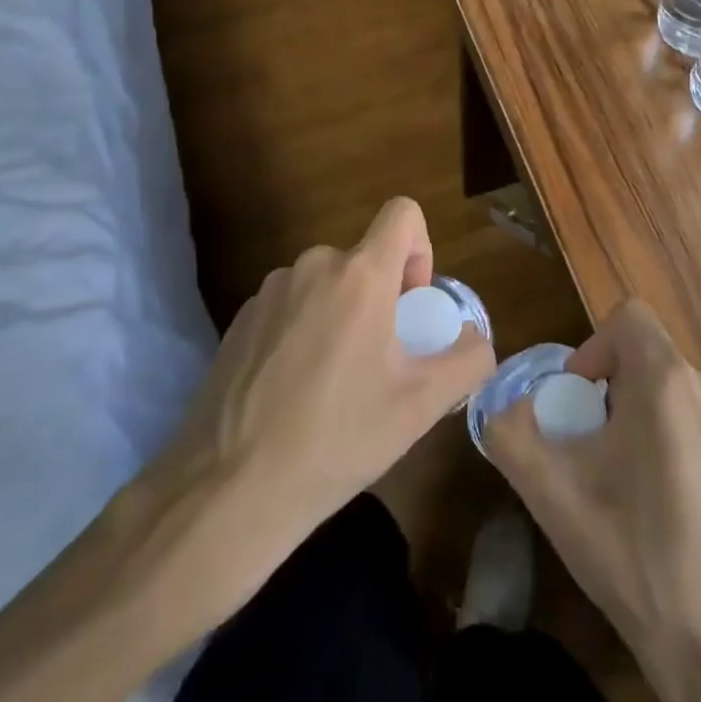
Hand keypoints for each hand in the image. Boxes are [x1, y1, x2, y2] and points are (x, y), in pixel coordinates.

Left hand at [119, 197, 494, 629]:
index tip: (411, 304)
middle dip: (381, 298)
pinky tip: (292, 392)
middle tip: (378, 363)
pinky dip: (304, 331)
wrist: (228, 488)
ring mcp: (269, 291)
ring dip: (341, 316)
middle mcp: (313, 266)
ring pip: (326, 284)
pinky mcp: (239, 319)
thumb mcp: (422, 407)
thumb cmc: (337, 438)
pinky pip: (291, 306)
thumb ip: (467, 359)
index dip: (420, 249)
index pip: (402, 213)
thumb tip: (472, 338)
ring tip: (333, 384)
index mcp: (360, 275)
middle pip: (365, 259)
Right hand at [486, 301, 700, 701]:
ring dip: (654, 421)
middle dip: (618, 393)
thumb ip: (511, 432)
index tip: (581, 401)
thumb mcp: (552, 496)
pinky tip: (684, 509)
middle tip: (601, 455)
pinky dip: (690, 444)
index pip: (628, 317)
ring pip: (683, 394)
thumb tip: (504, 405)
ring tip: (641, 488)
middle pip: (652, 360)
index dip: (595, 348)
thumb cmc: (635, 558)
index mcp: (668, 380)